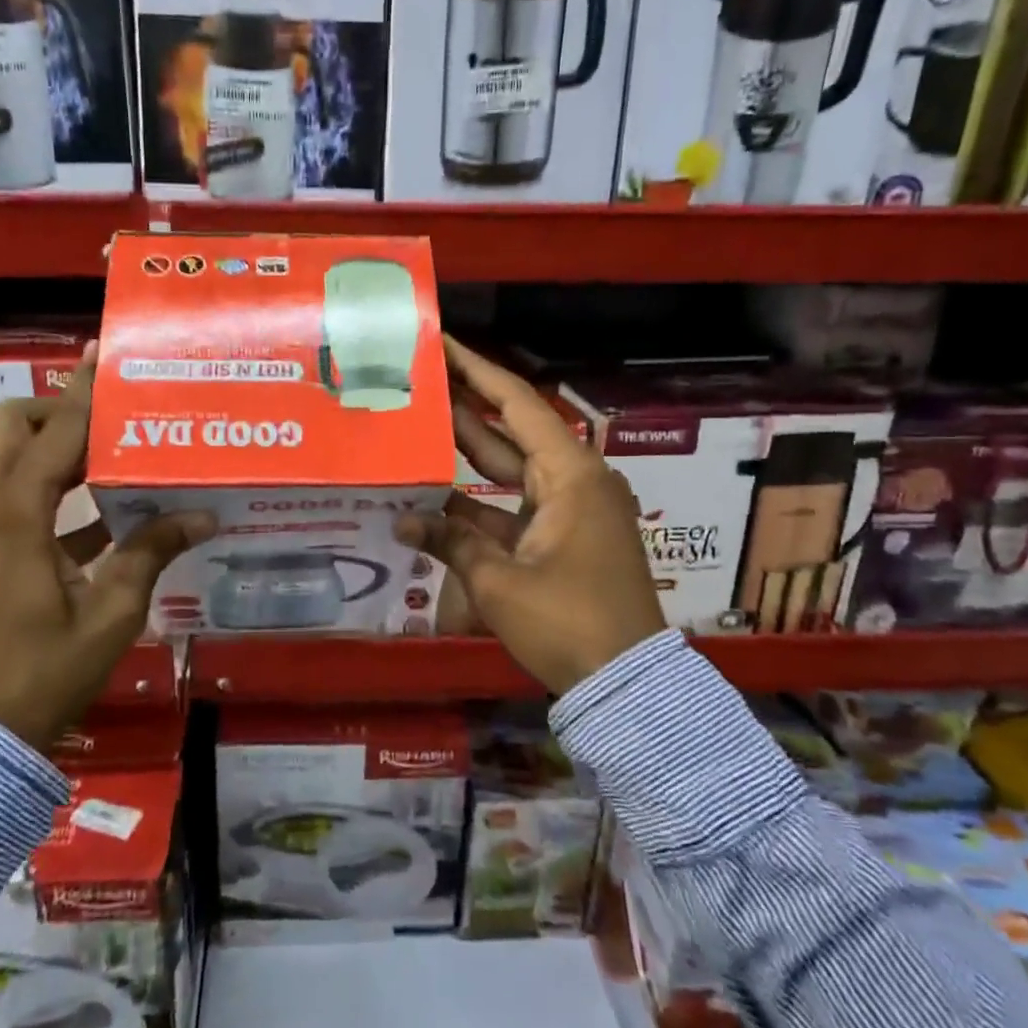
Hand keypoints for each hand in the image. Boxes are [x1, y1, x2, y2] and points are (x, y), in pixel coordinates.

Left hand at [0, 346, 213, 747]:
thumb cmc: (47, 670)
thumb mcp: (112, 611)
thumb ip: (152, 552)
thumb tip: (203, 514)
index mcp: (13, 515)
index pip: (53, 432)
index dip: (82, 393)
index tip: (102, 356)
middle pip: (8, 426)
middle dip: (55, 412)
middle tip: (110, 421)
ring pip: (1, 456)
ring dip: (49, 446)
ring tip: (109, 453)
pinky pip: (5, 494)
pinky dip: (44, 487)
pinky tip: (99, 512)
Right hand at [397, 337, 664, 693]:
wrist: (625, 683)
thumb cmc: (568, 620)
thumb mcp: (500, 581)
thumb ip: (449, 542)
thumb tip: (403, 520)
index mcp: (570, 474)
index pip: (517, 405)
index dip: (477, 371)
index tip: (443, 344)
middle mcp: (573, 481)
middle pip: (511, 431)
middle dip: (466, 406)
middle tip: (420, 379)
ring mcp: (568, 511)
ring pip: (508, 471)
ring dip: (466, 455)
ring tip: (417, 426)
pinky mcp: (560, 538)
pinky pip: (512, 507)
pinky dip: (476, 504)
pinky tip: (432, 497)